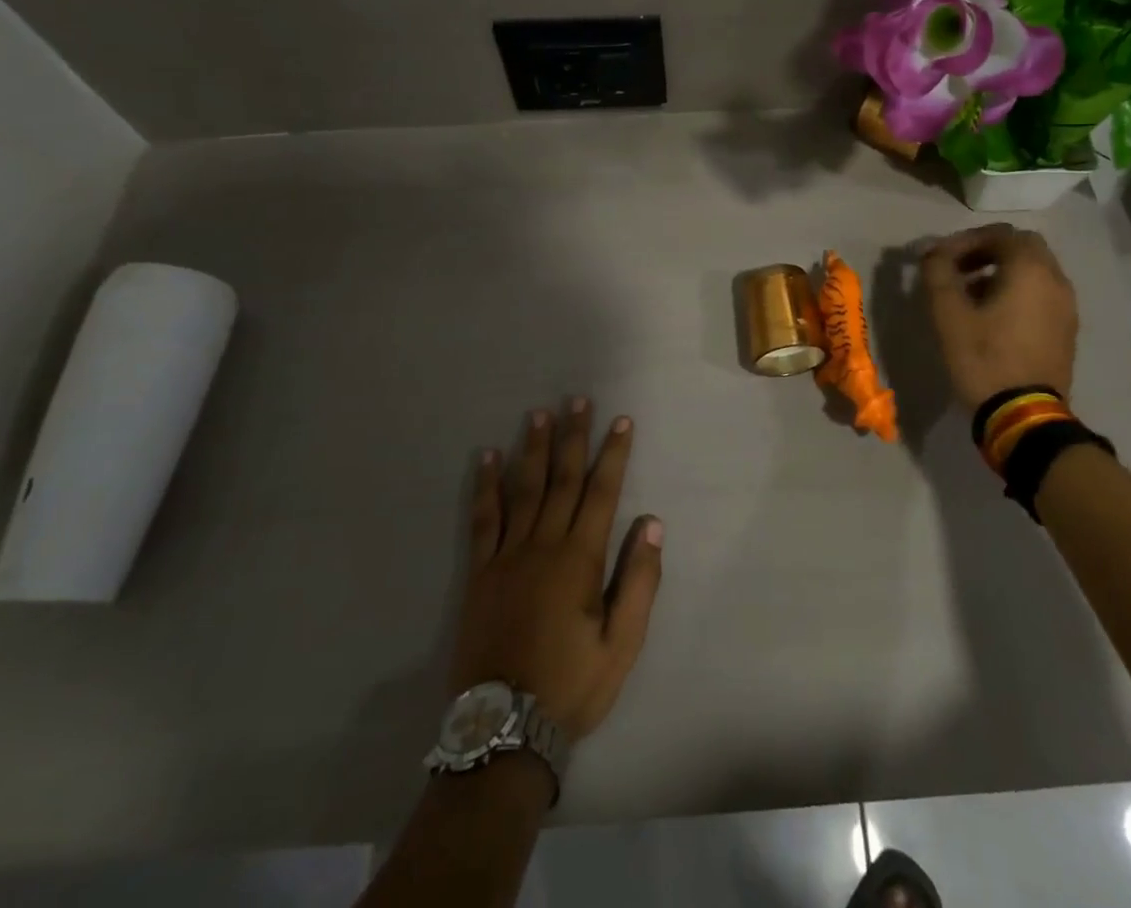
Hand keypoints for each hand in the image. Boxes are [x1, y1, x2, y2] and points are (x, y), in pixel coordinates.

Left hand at [450, 398, 662, 743]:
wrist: (502, 731)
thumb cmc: (570, 686)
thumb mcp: (622, 644)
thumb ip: (639, 581)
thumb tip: (652, 523)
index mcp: (580, 559)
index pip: (602, 492)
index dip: (613, 454)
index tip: (621, 421)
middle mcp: (543, 545)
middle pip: (562, 479)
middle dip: (573, 437)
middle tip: (578, 400)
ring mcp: (506, 556)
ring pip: (523, 489)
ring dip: (532, 448)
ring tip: (538, 413)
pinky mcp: (479, 573)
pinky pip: (483, 520)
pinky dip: (486, 486)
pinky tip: (487, 458)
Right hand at [921, 224, 1078, 407]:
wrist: (1025, 415)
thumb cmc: (984, 358)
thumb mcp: (948, 314)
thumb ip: (937, 273)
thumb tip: (932, 251)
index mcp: (1030, 269)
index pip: (998, 233)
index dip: (965, 240)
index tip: (940, 259)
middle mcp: (1055, 279)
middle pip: (1022, 247)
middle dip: (987, 251)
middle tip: (958, 269)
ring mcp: (1066, 306)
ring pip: (1034, 271)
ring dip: (1002, 271)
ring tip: (970, 294)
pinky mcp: (1066, 329)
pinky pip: (1042, 294)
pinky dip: (1018, 291)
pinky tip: (993, 317)